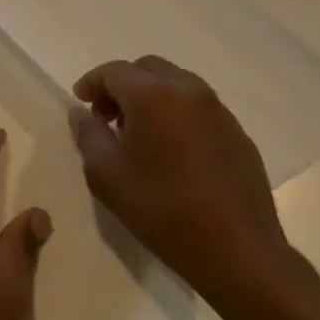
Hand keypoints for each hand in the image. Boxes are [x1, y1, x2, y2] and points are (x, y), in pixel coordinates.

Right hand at [67, 56, 296, 314]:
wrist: (238, 251)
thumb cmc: (162, 210)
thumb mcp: (106, 175)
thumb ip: (88, 134)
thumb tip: (81, 113)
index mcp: (153, 95)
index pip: (114, 71)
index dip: (92, 83)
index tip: (81, 103)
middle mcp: (189, 91)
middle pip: (147, 69)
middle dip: (122, 86)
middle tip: (107, 117)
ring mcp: (219, 111)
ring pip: (175, 84)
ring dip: (150, 97)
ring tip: (138, 134)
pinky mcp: (238, 133)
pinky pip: (198, 107)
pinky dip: (176, 113)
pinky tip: (171, 150)